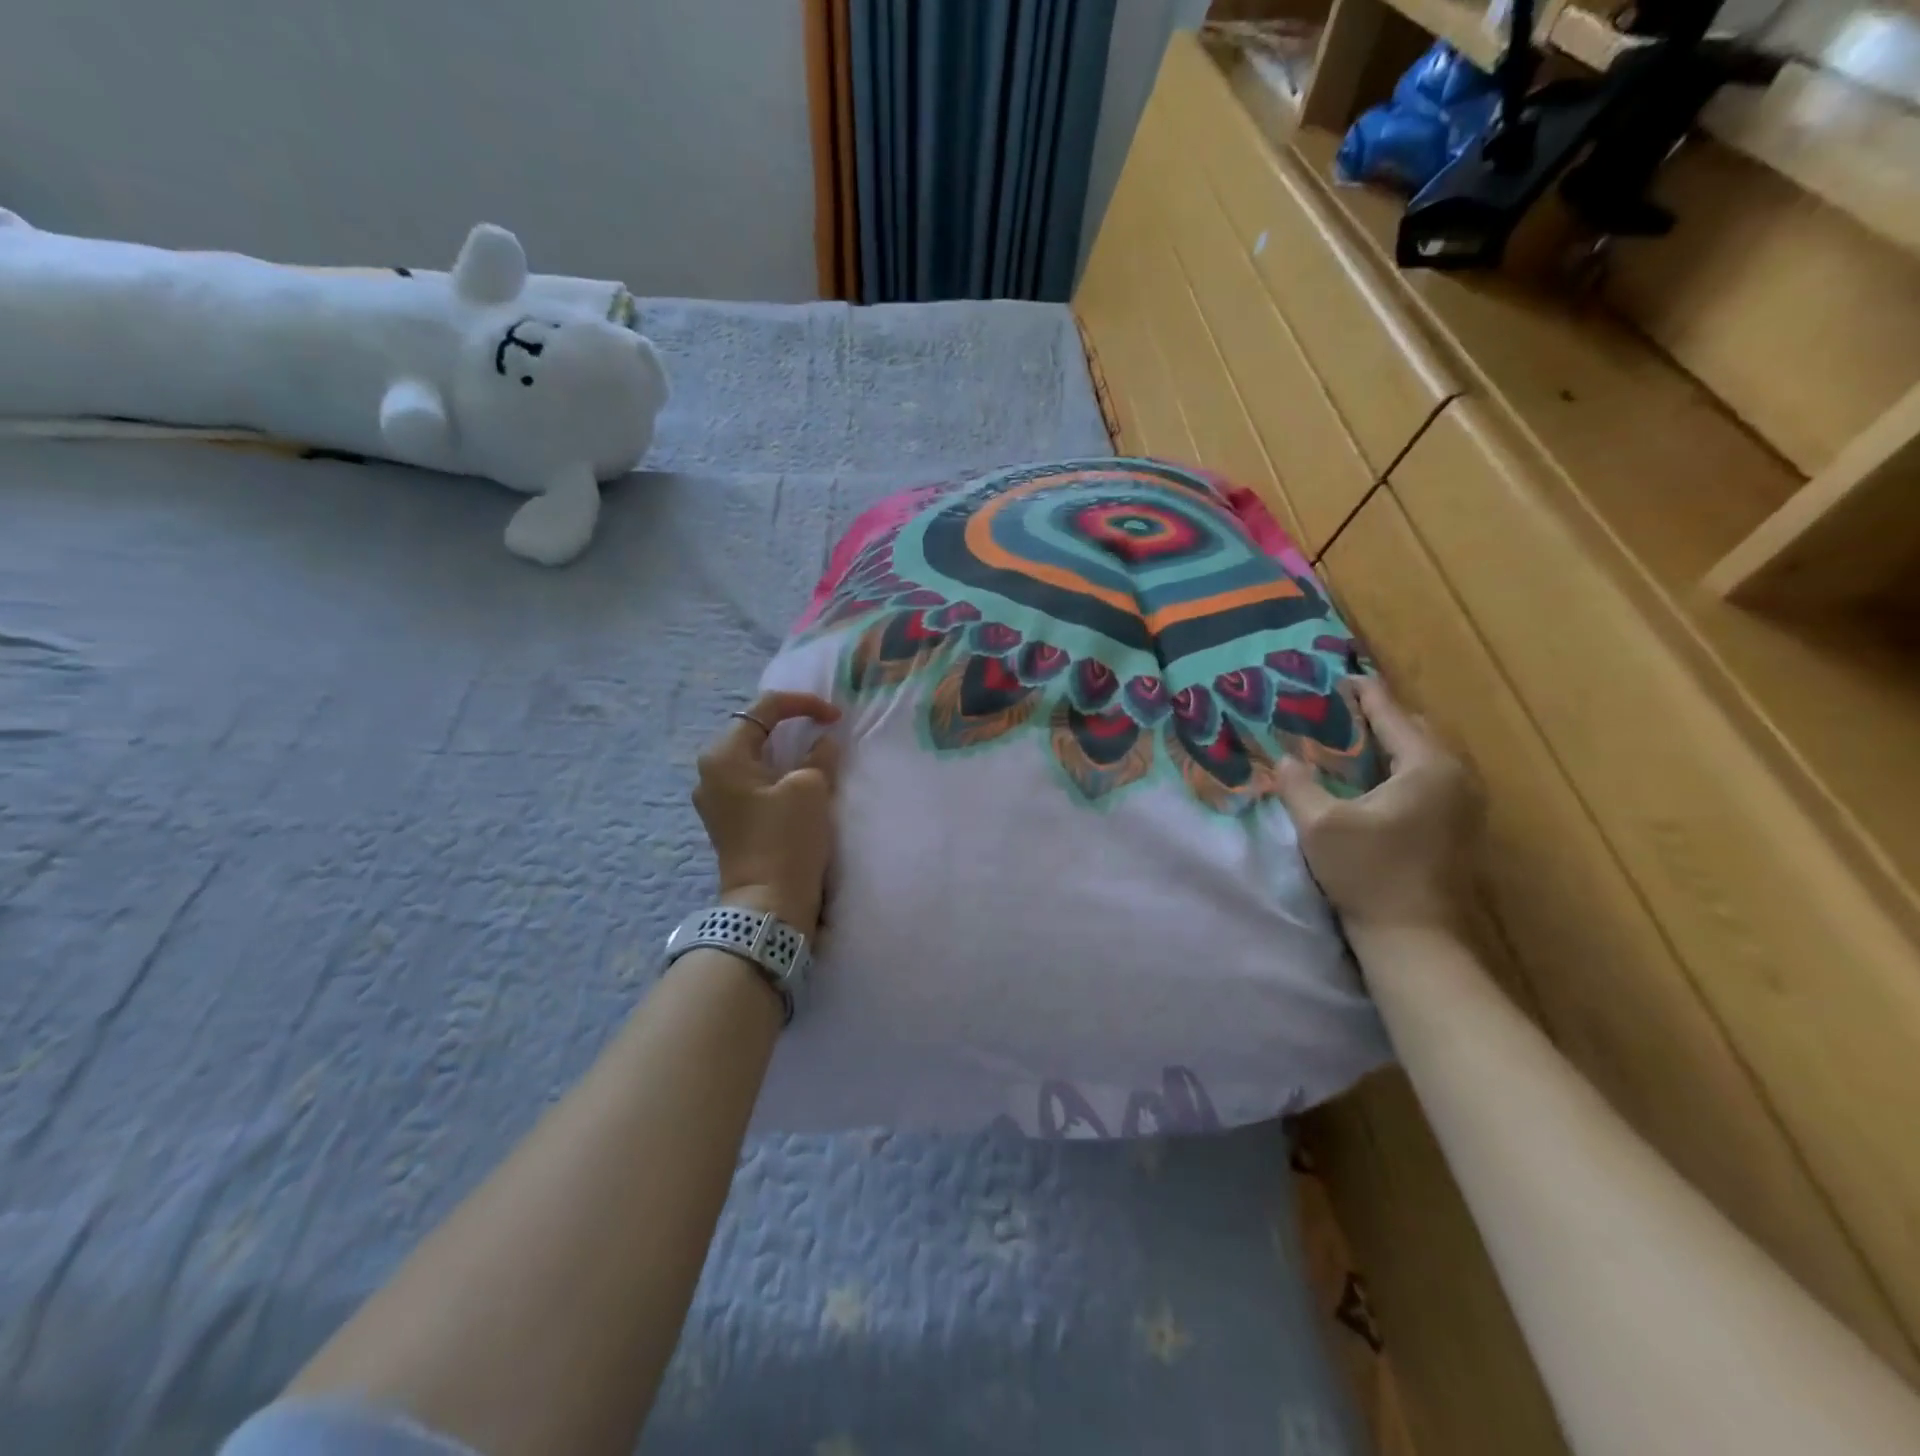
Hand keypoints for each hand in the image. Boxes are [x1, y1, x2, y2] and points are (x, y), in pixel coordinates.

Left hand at [692, 691, 842, 936]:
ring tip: (816, 753)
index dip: (804, 705)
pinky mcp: (727, 821)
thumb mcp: (810, 788)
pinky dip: (777, 774)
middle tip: (825, 729)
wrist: (769, 904)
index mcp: (723, 755)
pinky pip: (752, 782)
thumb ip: (819, 754)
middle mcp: (710, 772)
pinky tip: (798, 782)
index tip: (835, 717)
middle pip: (753, 731)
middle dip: (791, 725)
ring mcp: (715, 799)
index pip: (765, 709)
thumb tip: (823, 742)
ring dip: (785, 751)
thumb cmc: (786, 838)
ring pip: (753, 758)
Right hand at [1274, 676, 1479, 938]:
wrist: (1414, 937)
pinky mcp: (1461, 827)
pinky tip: (1377, 779)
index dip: (1366, 694)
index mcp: (1428, 767)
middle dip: (1383, 716)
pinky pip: (1433, 778)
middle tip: (1342, 711)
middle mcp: (1456, 777)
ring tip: (1356, 740)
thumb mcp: (1319, 824)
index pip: (1394, 715)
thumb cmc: (1368, 873)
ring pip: (1428, 756)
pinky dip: (1404, 768)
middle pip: (1419, 730)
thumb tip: (1285, 760)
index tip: (1344, 676)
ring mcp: (1466, 804)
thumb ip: (1298, 784)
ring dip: (1395, 743)